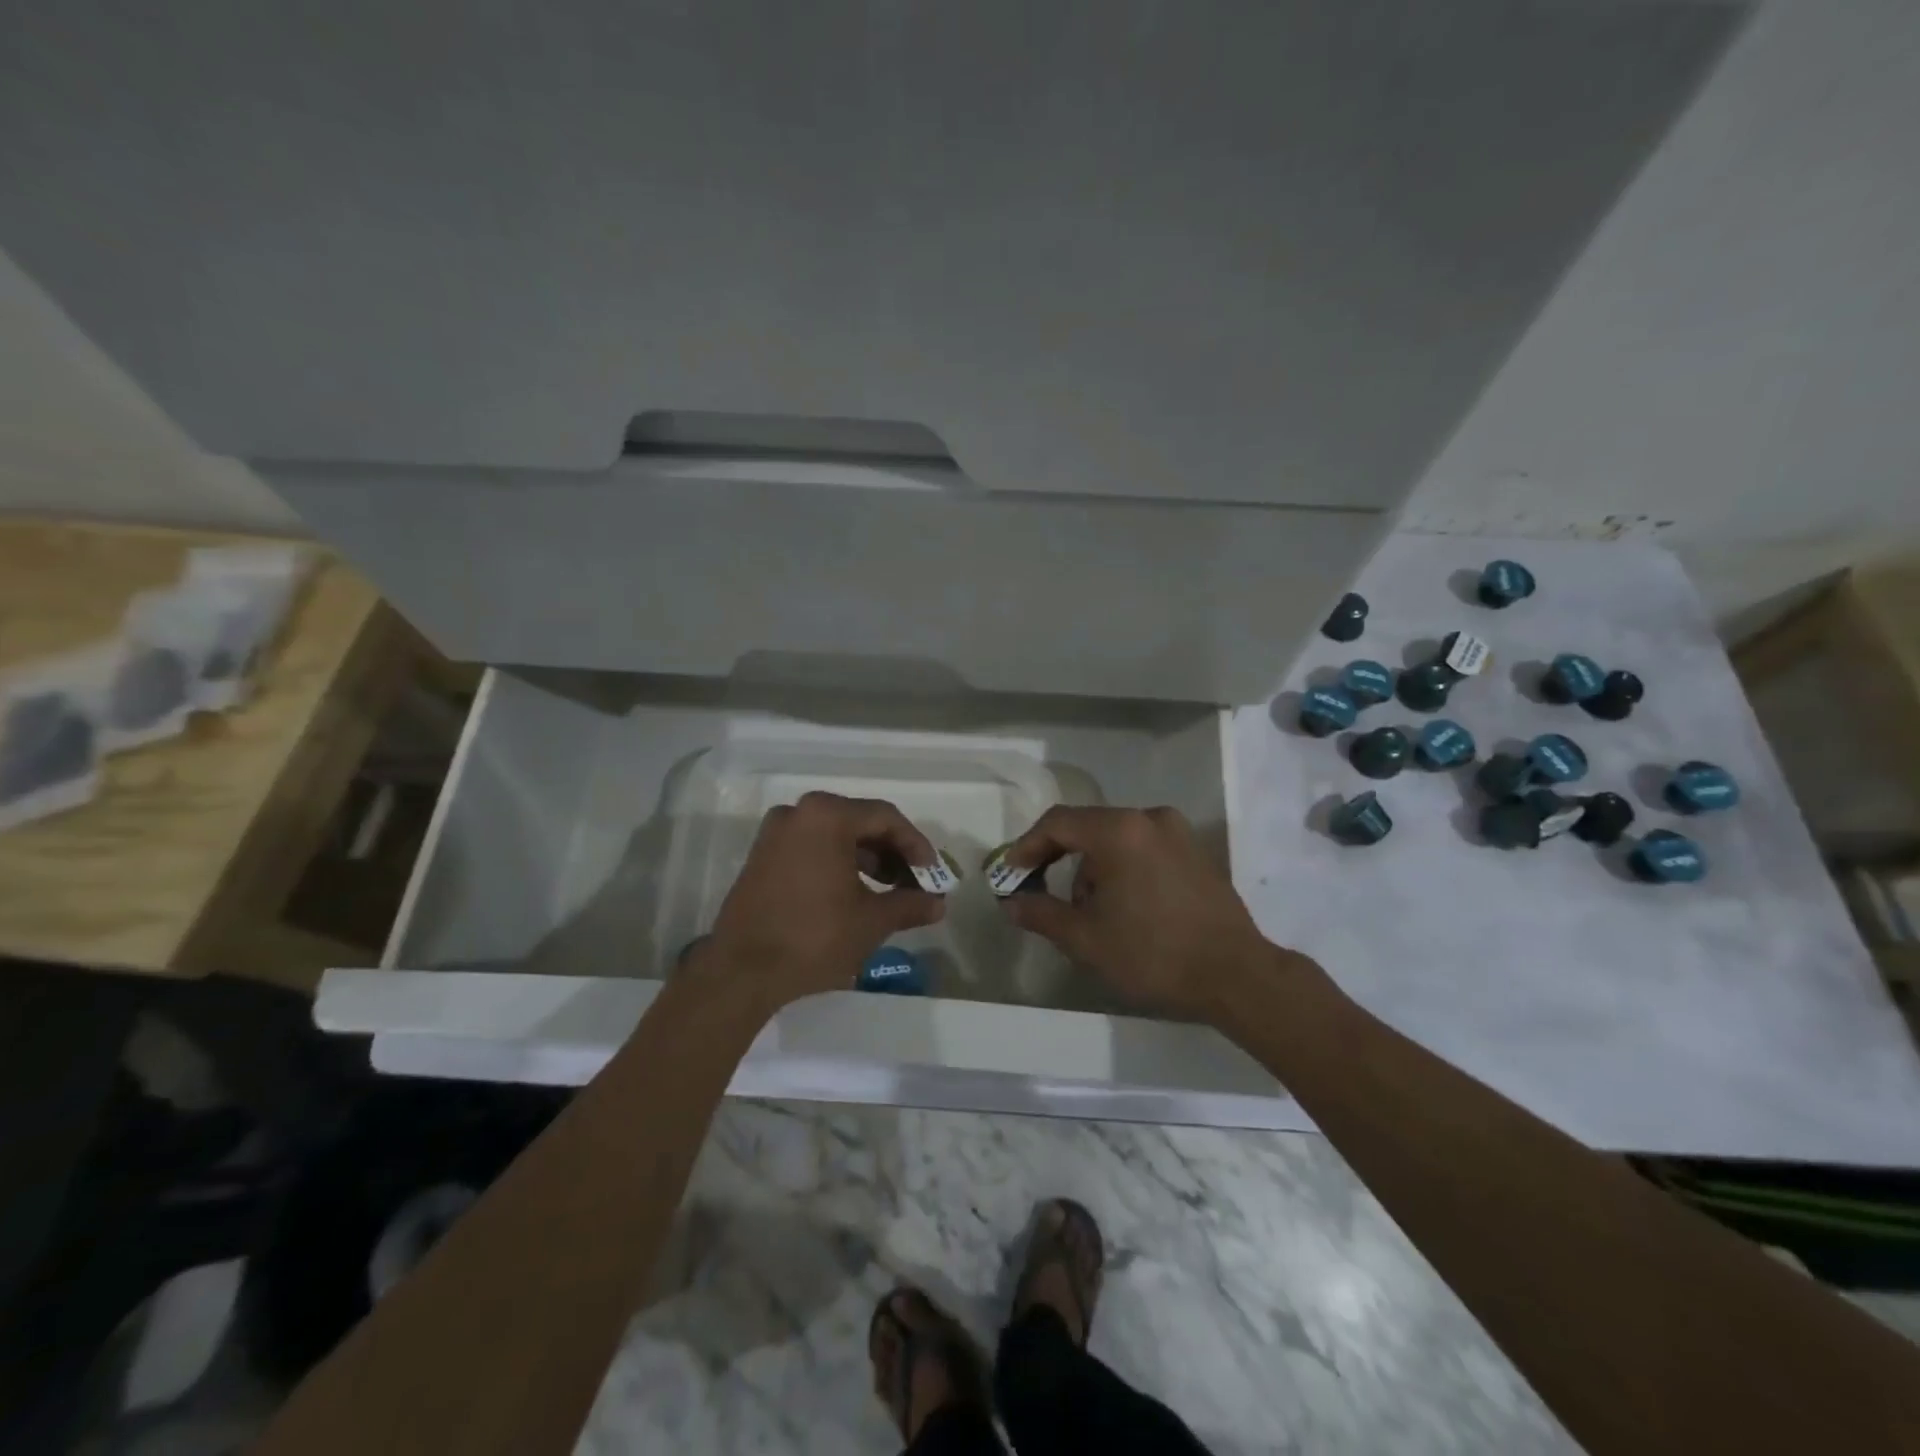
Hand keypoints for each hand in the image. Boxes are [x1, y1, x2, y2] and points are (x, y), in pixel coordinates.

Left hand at [693, 791, 946, 1012]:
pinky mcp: (762, 856)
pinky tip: (854, 893)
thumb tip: (939, 904)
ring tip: (888, 891)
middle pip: (859, 822)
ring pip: (835, 835)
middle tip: (913, 882)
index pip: (886, 818)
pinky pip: (812, 847)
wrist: (741, 972)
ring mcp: (776, 833)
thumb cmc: (813, 938)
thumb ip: (910, 904)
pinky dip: (838, 863)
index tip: (933, 874)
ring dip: (867, 859)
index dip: (916, 845)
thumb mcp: (871, 921)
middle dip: (892, 852)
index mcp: (827, 815)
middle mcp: (799, 812)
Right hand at [995, 806, 1273, 1015]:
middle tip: (1044, 895)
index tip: (1011, 873)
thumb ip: (1041, 914)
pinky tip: (1126, 906)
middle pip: (1088, 828)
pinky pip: (1143, 847)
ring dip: (1094, 868)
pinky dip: (1123, 867)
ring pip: (1116, 839)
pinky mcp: (1195, 850)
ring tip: (1093, 913)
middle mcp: (1148, 818)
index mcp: (1119, 831)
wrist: (1236, 975)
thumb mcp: (1086, 939)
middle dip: (1061, 860)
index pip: (1058, 823)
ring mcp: (1177, 832)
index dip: (1027, 846)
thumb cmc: (1153, 954)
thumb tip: (1010, 903)